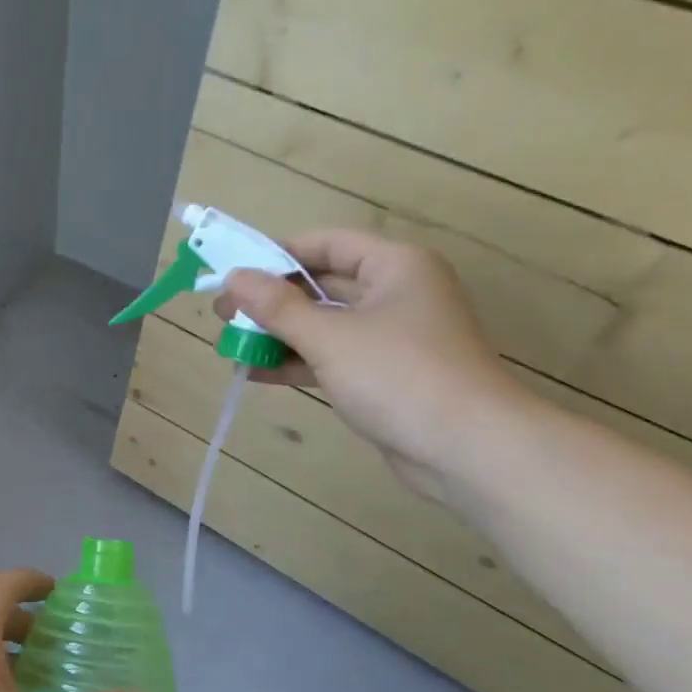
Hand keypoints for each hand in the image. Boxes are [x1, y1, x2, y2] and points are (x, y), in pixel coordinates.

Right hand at [216, 228, 529, 502]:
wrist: (467, 449)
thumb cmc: (399, 375)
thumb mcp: (330, 337)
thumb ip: (277, 307)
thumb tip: (234, 278)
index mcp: (394, 266)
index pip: (326, 243)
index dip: (277, 254)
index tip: (234, 273)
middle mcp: (395, 293)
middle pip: (322, 285)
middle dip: (271, 300)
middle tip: (223, 314)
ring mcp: (392, 337)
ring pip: (324, 325)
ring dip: (279, 335)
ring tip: (231, 345)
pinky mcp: (385, 375)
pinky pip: (333, 357)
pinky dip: (297, 363)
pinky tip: (256, 373)